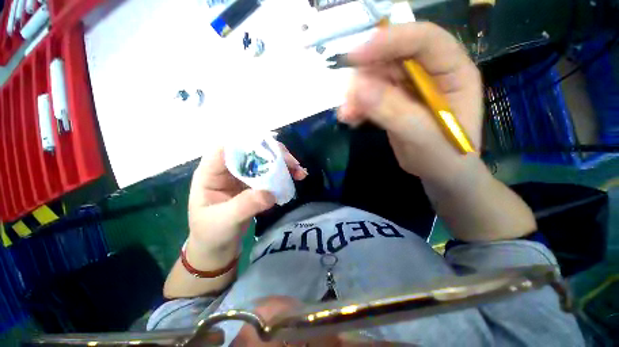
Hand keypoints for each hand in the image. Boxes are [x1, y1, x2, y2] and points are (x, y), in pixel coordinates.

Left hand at [188, 144, 306, 254]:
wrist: (217, 247)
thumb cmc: (211, 233)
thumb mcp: (224, 221)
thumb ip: (245, 206)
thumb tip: (270, 194)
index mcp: (211, 173)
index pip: (226, 148)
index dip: (248, 144)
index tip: (271, 152)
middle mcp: (227, 169)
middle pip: (251, 151)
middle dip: (274, 154)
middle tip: (293, 164)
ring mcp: (242, 176)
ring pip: (263, 161)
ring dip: (283, 164)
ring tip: (299, 171)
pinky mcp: (254, 184)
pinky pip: (270, 174)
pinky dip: (284, 174)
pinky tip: (295, 177)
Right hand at [339, 22, 482, 186]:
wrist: (440, 173)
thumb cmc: (445, 157)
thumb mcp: (424, 136)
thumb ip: (394, 112)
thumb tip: (358, 89)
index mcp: (452, 71)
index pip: (423, 40)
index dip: (389, 41)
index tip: (355, 56)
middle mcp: (430, 73)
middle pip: (393, 58)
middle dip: (365, 75)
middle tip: (347, 97)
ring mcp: (409, 88)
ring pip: (376, 78)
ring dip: (357, 94)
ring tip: (346, 114)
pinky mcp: (393, 102)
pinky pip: (370, 96)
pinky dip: (357, 105)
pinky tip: (350, 118)